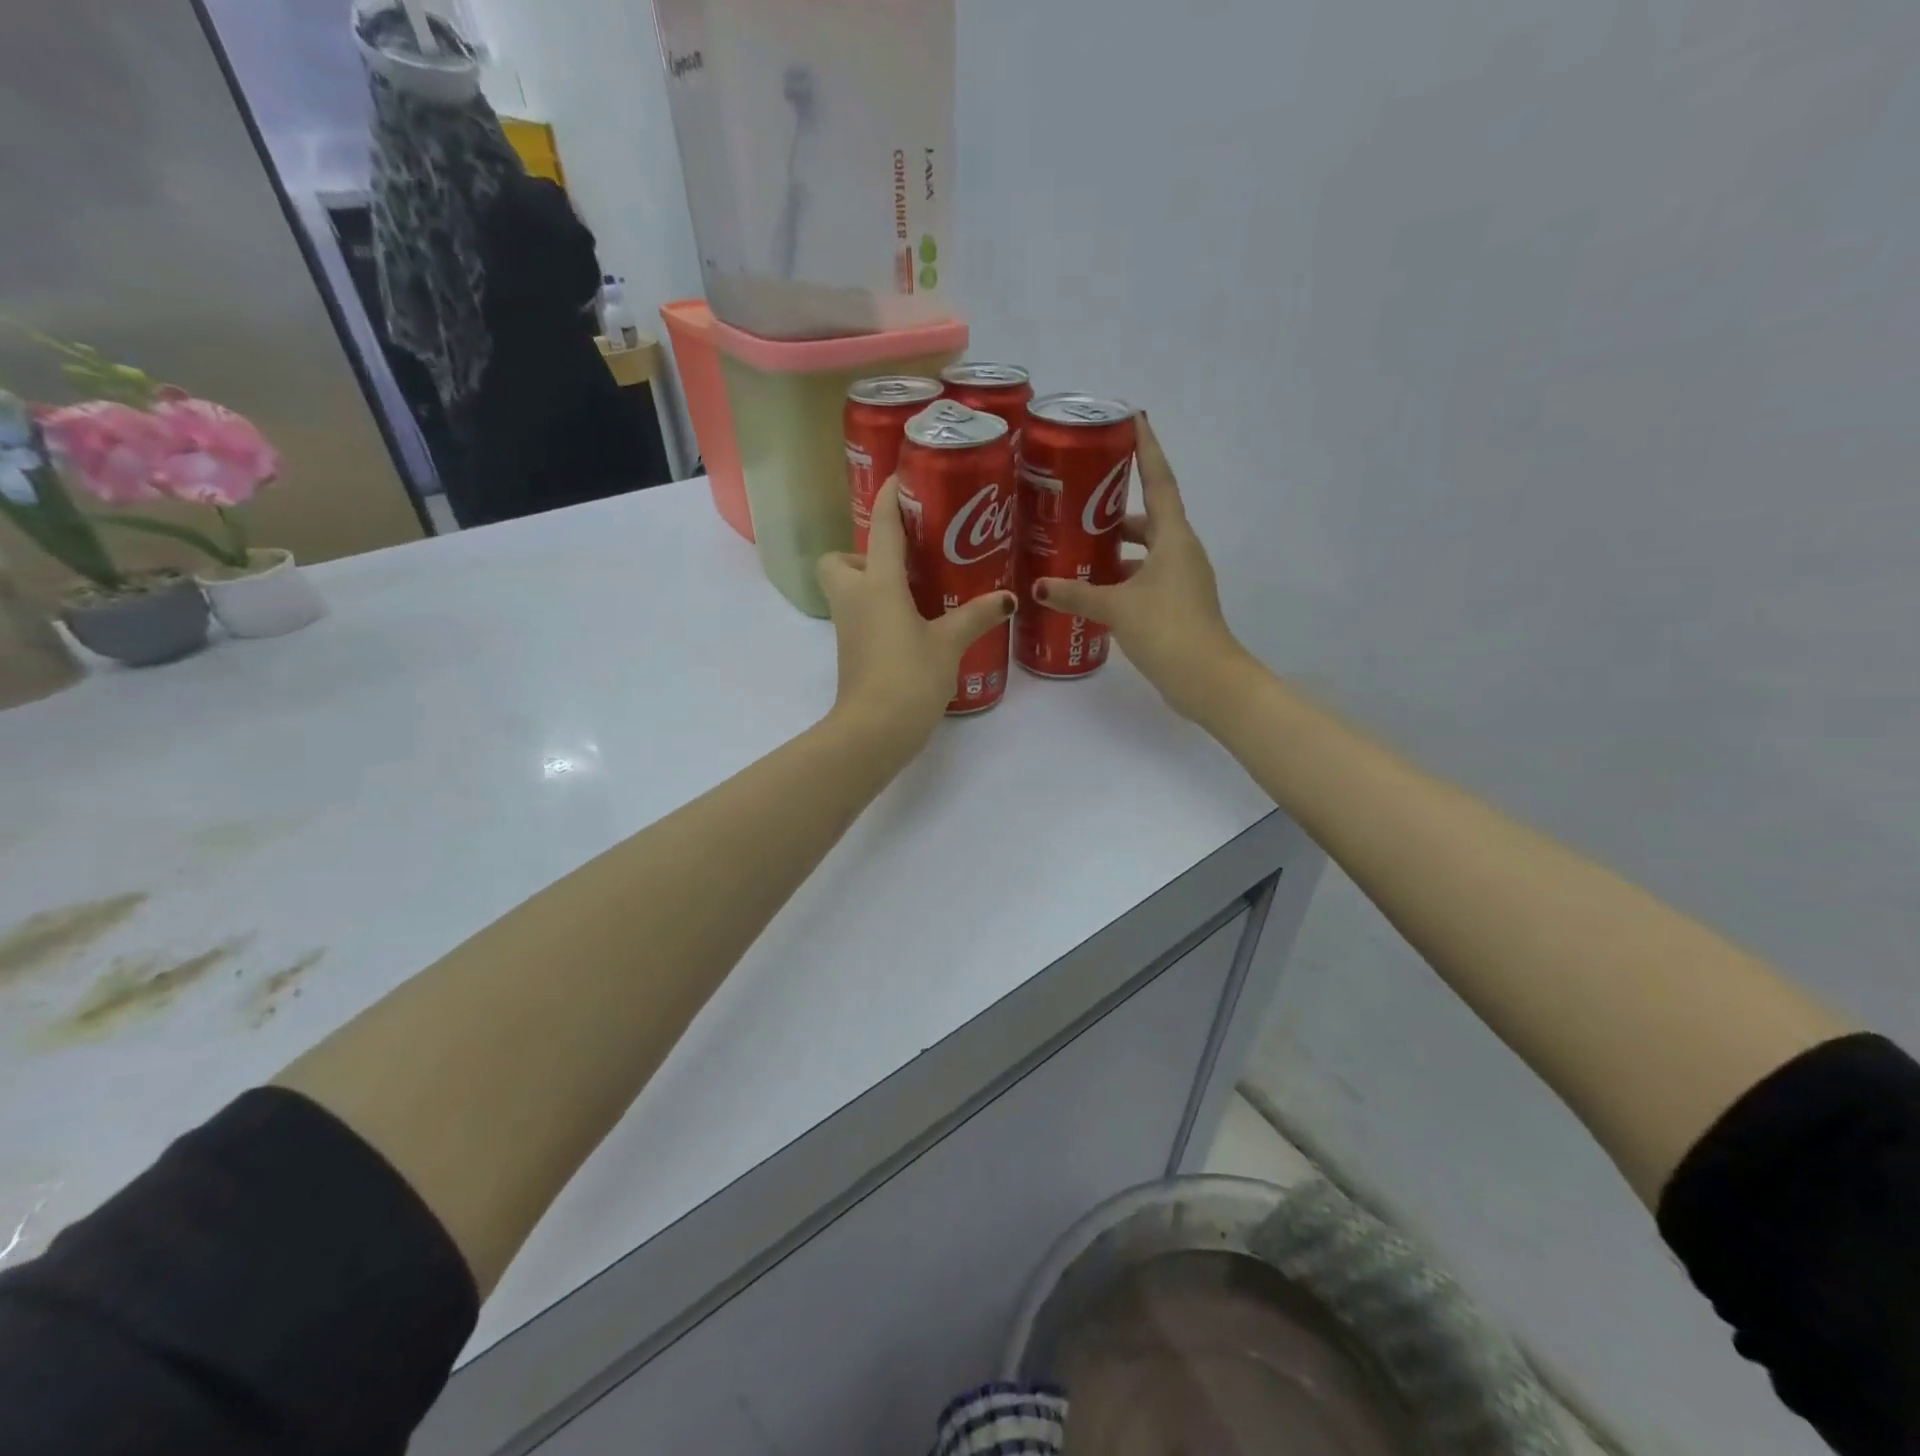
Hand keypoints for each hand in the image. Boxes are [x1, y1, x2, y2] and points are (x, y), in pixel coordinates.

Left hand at [817, 477, 1015, 751]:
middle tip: (905, 561)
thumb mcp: (948, 644)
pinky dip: (880, 611)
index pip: (882, 528)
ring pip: (848, 590)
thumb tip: (1006, 598)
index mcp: (877, 585)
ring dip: (873, 582)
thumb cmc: (908, 677)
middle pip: (839, 560)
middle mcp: (855, 599)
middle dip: (863, 553)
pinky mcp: (852, 652)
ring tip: (917, 590)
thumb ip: (976, 616)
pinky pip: (861, 616)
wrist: (874, 731)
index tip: (901, 478)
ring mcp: (848, 628)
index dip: (890, 498)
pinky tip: (914, 623)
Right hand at [1033, 413, 1251, 721]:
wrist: (1206, 679)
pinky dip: (1122, 577)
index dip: (1147, 450)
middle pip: (1150, 518)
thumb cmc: (1167, 630)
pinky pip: (1145, 578)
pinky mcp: (1176, 605)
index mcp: (1174, 538)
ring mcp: (1181, 580)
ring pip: (1146, 552)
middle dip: (1117, 509)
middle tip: (1080, 500)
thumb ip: (1076, 594)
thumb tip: (1038, 586)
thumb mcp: (1116, 608)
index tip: (1134, 420)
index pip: (1160, 482)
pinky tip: (1094, 589)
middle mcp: (1181, 552)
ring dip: (1117, 548)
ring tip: (1077, 548)